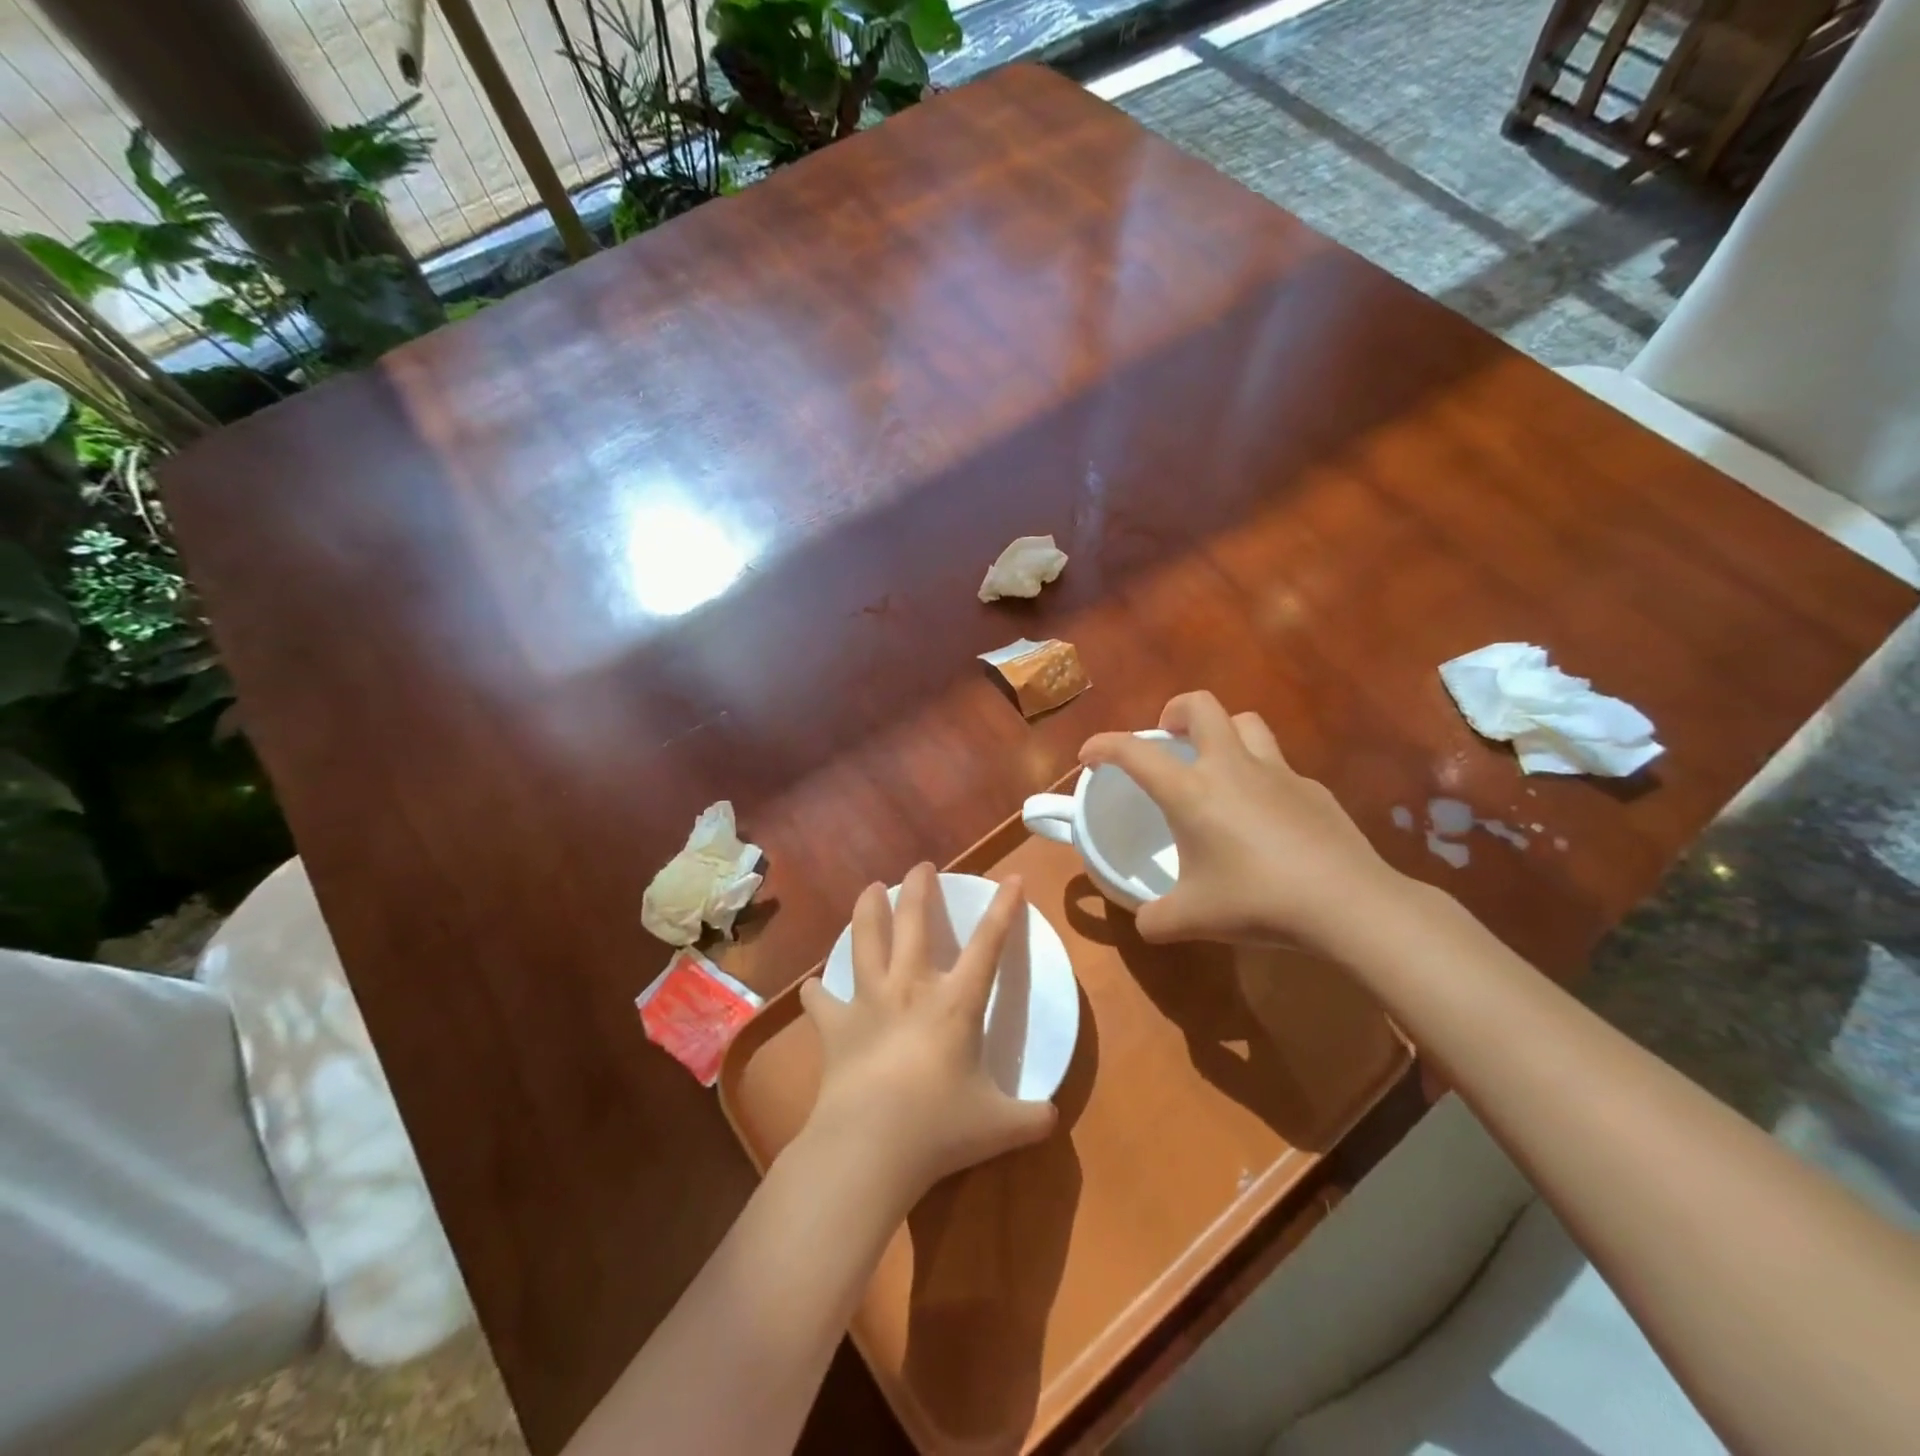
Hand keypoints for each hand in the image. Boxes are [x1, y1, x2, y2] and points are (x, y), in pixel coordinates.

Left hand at [797, 864, 1056, 1207]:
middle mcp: (911, 987)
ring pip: (865, 940)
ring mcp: (868, 1002)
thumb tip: (1053, 1119)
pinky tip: (815, 986)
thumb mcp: (1000, 1126)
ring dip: (867, 910)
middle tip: (920, 866)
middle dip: (919, 888)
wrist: (870, 1145)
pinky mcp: (835, 1027)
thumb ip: (1031, 1118)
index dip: (1004, 908)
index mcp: (956, 1002)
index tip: (1012, 878)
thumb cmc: (940, 1128)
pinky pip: (822, 1001)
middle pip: (915, 922)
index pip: (988, 944)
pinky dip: (819, 992)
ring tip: (870, 889)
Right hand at [1079, 691, 1406, 952]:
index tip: (1089, 757)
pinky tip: (1264, 816)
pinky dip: (1260, 776)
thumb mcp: (1191, 920)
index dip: (1103, 745)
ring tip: (1214, 765)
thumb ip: (1156, 918)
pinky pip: (1278, 766)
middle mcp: (1231, 768)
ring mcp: (1277, 773)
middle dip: (1174, 711)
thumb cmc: (1257, 902)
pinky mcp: (1313, 789)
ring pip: (1245, 723)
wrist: (1347, 905)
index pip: (1134, 752)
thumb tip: (1145, 921)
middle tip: (1167, 740)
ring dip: (1222, 732)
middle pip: (1201, 706)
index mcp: (1191, 792)